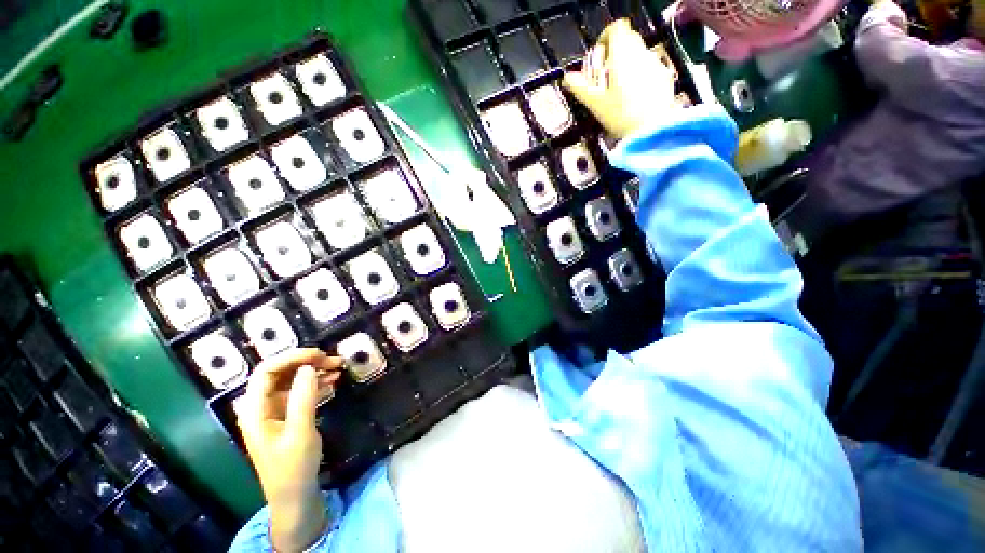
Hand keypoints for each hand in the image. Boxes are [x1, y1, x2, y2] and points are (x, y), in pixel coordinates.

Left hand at [236, 348, 341, 551]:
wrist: (295, 494)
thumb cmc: (293, 466)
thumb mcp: (300, 431)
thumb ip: (303, 397)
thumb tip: (309, 367)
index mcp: (255, 409)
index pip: (266, 371)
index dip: (291, 357)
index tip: (319, 354)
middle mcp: (261, 406)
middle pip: (280, 373)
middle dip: (306, 362)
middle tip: (332, 360)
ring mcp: (274, 411)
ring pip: (292, 380)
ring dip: (314, 371)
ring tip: (338, 366)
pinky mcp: (287, 416)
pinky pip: (300, 392)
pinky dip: (316, 383)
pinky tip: (333, 380)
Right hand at [563, 19, 675, 138]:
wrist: (652, 130)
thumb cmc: (620, 115)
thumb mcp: (595, 104)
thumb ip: (580, 88)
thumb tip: (567, 78)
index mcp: (622, 55)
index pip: (616, 28)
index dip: (606, 37)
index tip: (599, 55)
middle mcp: (641, 53)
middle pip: (628, 39)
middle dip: (615, 52)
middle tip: (605, 75)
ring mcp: (655, 64)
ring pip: (639, 53)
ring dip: (628, 64)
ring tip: (619, 89)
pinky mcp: (664, 76)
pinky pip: (649, 67)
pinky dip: (640, 74)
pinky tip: (635, 96)